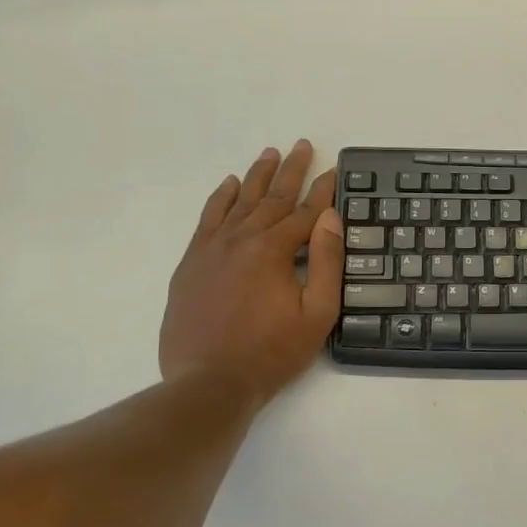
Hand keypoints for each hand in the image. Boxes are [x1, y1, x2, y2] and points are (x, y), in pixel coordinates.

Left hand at [159, 141, 342, 402]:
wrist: (209, 382)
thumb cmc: (272, 352)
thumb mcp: (317, 313)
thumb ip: (326, 262)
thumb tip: (330, 217)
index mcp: (273, 250)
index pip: (305, 212)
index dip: (323, 191)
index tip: (334, 170)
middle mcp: (241, 239)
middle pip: (271, 198)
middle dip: (291, 171)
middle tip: (302, 145)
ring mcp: (212, 249)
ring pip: (239, 202)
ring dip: (257, 176)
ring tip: (270, 153)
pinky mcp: (192, 263)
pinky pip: (208, 219)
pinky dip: (221, 199)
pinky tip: (230, 185)